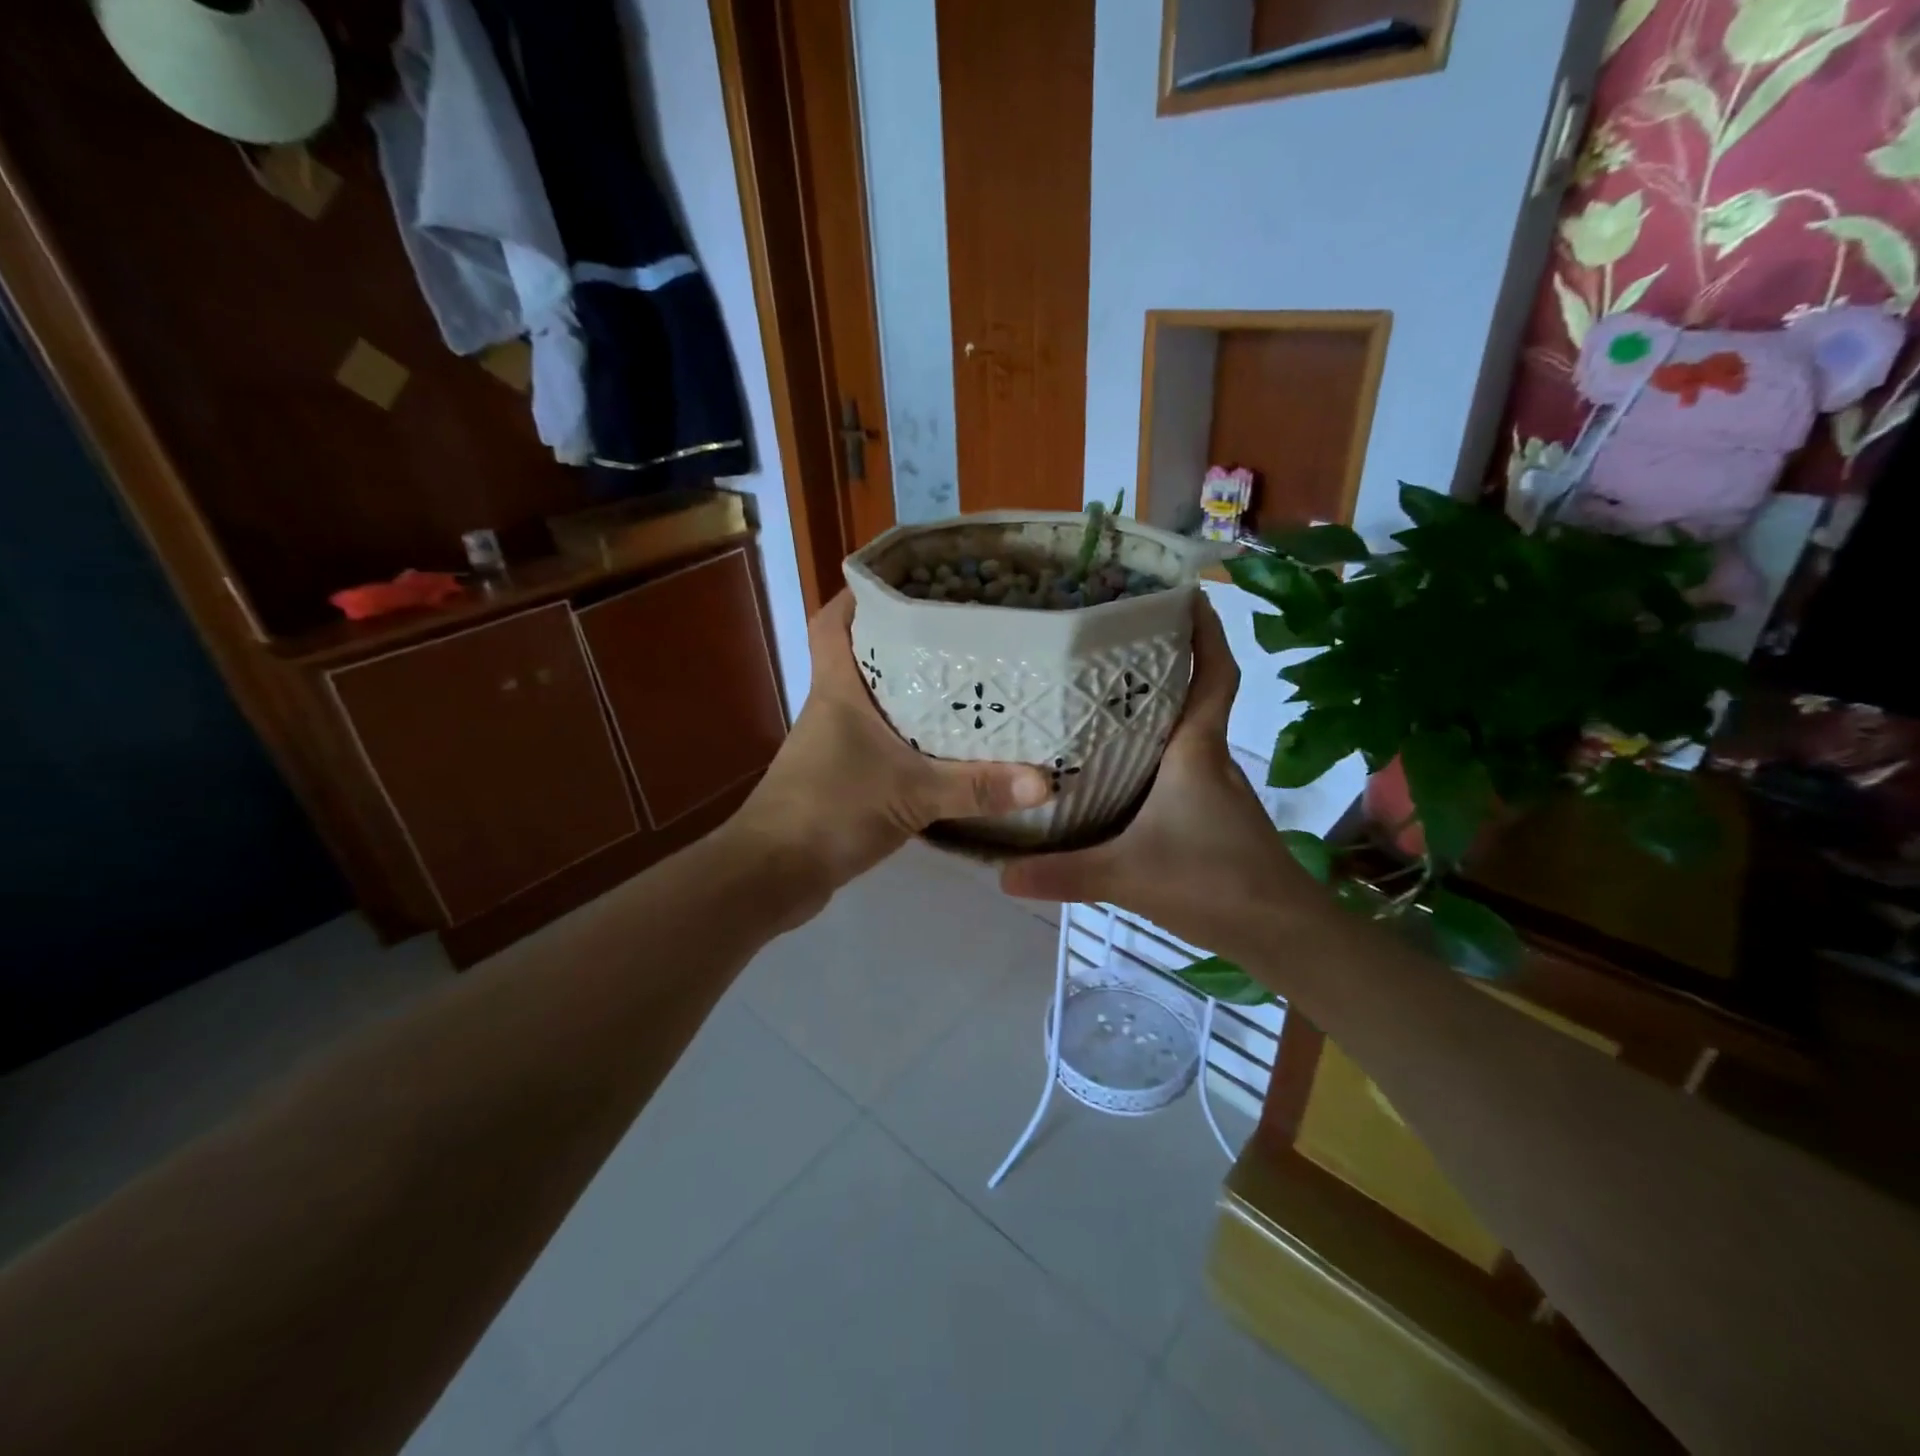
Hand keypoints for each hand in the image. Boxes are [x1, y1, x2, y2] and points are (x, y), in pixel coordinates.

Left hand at [728, 592, 1050, 918]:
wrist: (772, 873)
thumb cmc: (830, 811)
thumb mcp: (911, 794)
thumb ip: (976, 787)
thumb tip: (1045, 780)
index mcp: (838, 688)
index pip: (835, 621)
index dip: (861, 595)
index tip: (908, 581)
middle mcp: (833, 706)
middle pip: (864, 655)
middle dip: (905, 639)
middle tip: (960, 629)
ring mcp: (834, 743)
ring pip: (875, 699)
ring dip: (911, 690)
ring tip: (966, 679)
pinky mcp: (842, 776)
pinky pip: (882, 740)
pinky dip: (910, 736)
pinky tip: (947, 746)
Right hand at [999, 597, 1316, 953]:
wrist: (1282, 933)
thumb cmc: (1214, 883)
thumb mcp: (1128, 875)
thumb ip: (1063, 873)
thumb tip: (1000, 873)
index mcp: (1197, 751)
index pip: (1215, 675)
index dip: (1207, 632)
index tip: (1187, 596)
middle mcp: (1209, 758)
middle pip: (1193, 694)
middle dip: (1164, 662)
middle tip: (1110, 643)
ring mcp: (1214, 788)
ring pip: (1184, 732)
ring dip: (1154, 709)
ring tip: (1098, 697)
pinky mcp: (1211, 815)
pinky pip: (1179, 766)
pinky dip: (1153, 753)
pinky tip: (1115, 770)